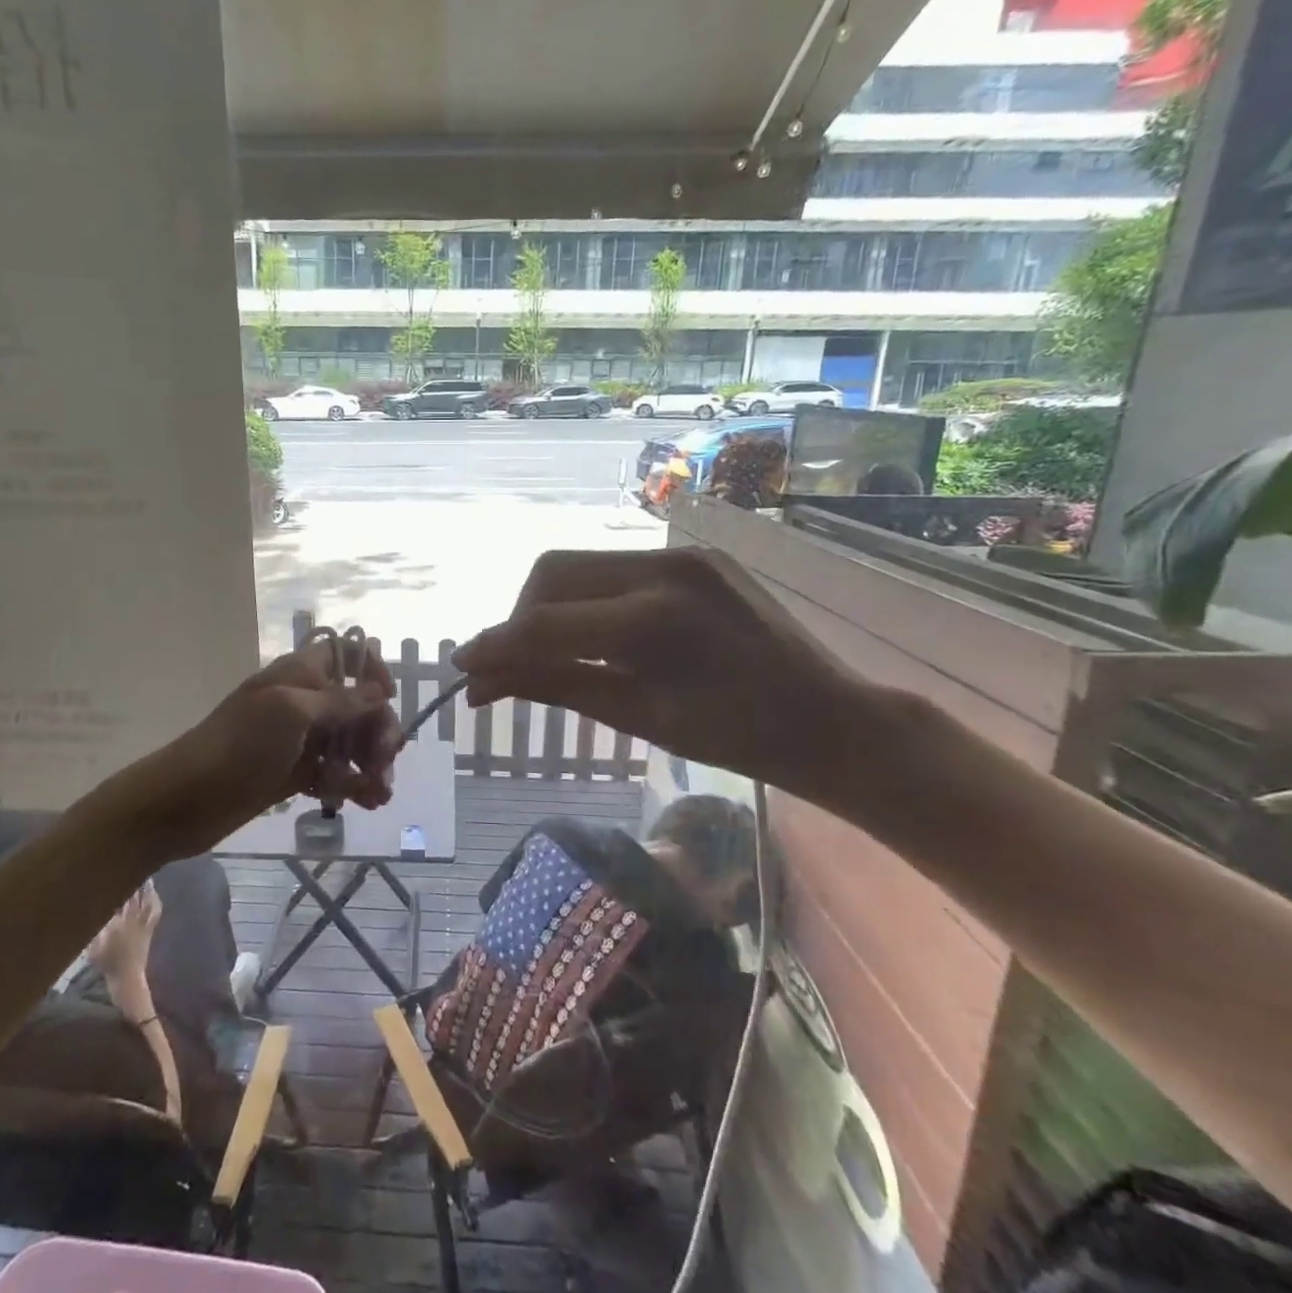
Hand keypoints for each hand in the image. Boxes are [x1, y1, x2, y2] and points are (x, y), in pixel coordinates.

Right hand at [85, 881, 160, 985]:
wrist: (126, 977)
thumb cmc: (107, 963)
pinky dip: (155, 900)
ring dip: (146, 889)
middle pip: (133, 897)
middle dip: (133, 883)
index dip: (116, 888)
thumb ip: (93, 929)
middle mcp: (130, 920)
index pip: (116, 900)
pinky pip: (155, 911)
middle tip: (131, 870)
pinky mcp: (150, 929)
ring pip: (147, 901)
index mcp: (115, 923)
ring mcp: (142, 924)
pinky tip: (154, 894)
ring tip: (145, 877)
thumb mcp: (93, 948)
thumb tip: (92, 912)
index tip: (113, 877)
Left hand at [138, 638, 404, 860]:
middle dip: (378, 731)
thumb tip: (379, 691)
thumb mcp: (291, 713)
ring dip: (371, 764)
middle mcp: (304, 702)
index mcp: (301, 674)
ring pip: (350, 743)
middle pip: (358, 706)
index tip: (387, 700)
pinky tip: (368, 802)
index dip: (372, 671)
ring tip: (381, 794)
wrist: (183, 801)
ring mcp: (299, 740)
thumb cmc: (238, 746)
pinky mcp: (295, 774)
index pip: (347, 655)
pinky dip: (354, 785)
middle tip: (382, 764)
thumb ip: (340, 701)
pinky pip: (335, 773)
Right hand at [453, 548, 879, 807]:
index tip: (462, 670)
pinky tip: (593, 634)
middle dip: (518, 618)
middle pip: (552, 574)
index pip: (545, 624)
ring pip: (579, 565)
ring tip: (548, 651)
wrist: (829, 719)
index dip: (495, 646)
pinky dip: (586, 599)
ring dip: (549, 606)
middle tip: (511, 665)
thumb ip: (554, 686)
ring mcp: (681, 554)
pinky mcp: (693, 554)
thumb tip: (483, 683)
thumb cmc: (735, 739)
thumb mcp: (637, 718)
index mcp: (654, 621)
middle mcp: (663, 569)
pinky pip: (615, 568)